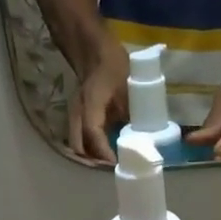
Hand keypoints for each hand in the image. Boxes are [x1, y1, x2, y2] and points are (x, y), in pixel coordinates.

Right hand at [68, 45, 130, 165]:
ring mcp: (75, 116)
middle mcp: (78, 113)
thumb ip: (134, 114)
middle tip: (113, 170)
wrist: (94, 50)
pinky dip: (92, 149)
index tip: (116, 165)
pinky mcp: (78, 118)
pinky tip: (106, 154)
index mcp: (90, 104)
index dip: (104, 152)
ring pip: (78, 145)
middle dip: (94, 162)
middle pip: (79, 146)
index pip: (93, 133)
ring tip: (111, 165)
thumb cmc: (114, 66)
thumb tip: (146, 139)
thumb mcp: (129, 88)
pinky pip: (81, 139)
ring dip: (92, 157)